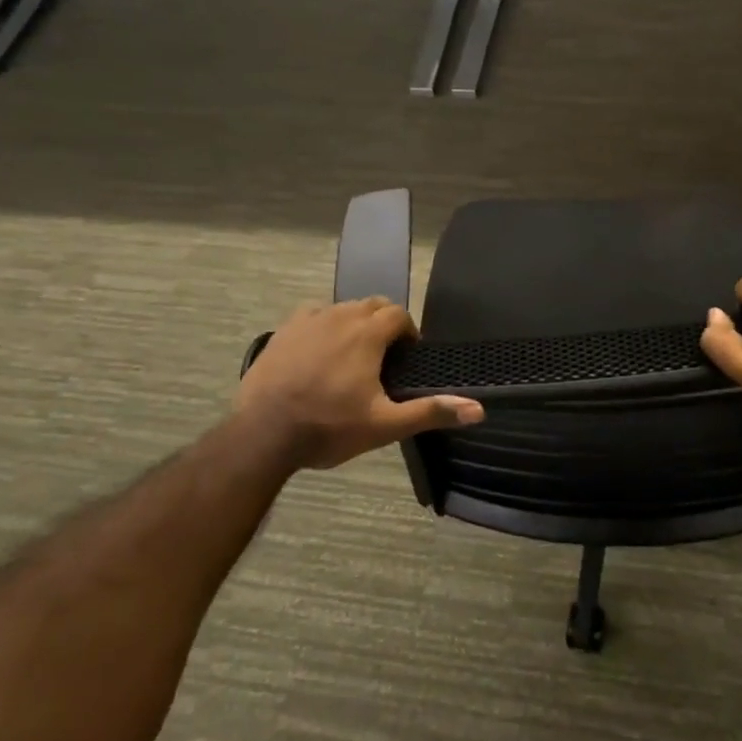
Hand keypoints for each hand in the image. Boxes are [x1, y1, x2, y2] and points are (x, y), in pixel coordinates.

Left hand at [233, 298, 483, 470]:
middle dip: (383, 323)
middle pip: (372, 305)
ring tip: (352, 356)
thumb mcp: (384, 425)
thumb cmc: (328, 428)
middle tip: (384, 357)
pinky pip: (313, 314)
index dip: (408, 332)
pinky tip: (319, 351)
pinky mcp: (283, 330)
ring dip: (355, 323)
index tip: (407, 357)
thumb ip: (430, 412)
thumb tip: (478, 409)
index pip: (398, 314)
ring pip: (343, 308)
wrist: (263, 435)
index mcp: (367, 334)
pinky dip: (324, 325)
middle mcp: (340, 316)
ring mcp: (308, 320)